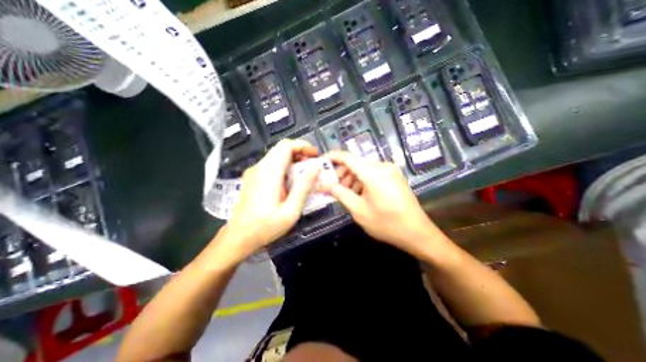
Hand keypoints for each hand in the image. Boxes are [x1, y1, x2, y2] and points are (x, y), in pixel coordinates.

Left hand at [222, 138, 319, 256]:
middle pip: (281, 148)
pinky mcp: (253, 178)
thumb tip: (316, 167)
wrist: (238, 237)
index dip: (302, 146)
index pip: (286, 146)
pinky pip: (271, 164)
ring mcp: (254, 172)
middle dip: (300, 152)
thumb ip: (303, 187)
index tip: (315, 155)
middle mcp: (260, 168)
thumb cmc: (266, 227)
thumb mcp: (290, 210)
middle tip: (313, 164)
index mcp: (269, 173)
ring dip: (293, 159)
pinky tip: (291, 180)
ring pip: (276, 156)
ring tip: (305, 172)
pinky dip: (285, 166)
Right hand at [319, 151, 446, 258]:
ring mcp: (390, 171)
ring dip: (352, 179)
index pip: (347, 157)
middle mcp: (382, 166)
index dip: (332, 157)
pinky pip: (372, 174)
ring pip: (363, 169)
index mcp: (372, 172)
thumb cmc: (386, 223)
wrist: (417, 233)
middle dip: (341, 174)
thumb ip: (339, 193)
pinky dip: (362, 181)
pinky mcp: (394, 177)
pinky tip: (359, 194)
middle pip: (355, 163)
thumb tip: (322, 184)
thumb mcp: (358, 209)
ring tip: (346, 194)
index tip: (320, 163)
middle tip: (332, 188)